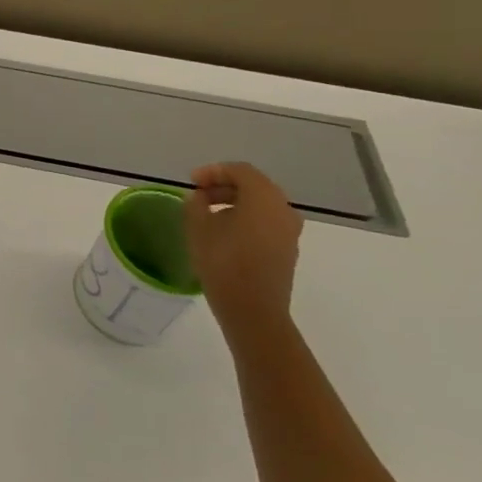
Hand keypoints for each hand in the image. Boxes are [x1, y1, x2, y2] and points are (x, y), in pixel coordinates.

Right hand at [184, 162, 302, 332]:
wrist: (253, 310)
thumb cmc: (223, 264)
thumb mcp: (198, 229)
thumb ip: (196, 205)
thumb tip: (199, 197)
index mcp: (264, 198)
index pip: (240, 171)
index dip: (213, 171)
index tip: (191, 182)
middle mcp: (283, 208)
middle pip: (253, 185)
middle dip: (224, 186)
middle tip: (198, 195)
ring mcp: (289, 230)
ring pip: (261, 204)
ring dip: (234, 202)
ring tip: (208, 214)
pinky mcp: (287, 248)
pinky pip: (266, 221)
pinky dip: (246, 218)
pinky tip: (224, 232)